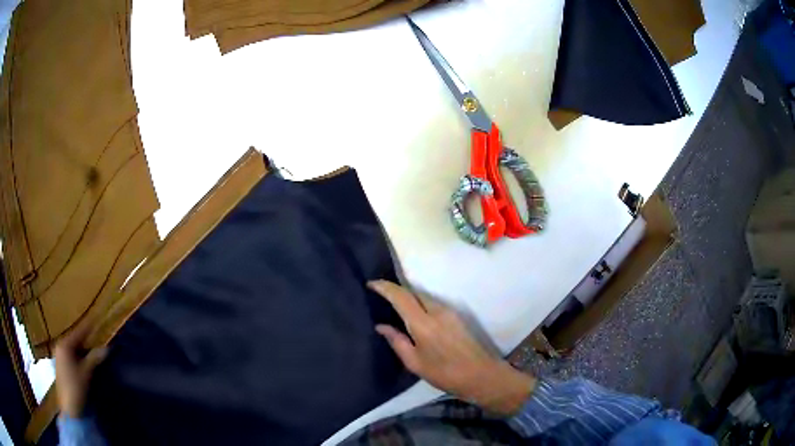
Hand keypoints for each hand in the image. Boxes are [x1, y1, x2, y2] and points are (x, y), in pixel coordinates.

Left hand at [55, 322, 106, 417]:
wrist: (69, 406)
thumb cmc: (76, 386)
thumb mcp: (86, 372)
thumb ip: (94, 358)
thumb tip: (106, 348)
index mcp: (64, 345)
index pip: (78, 333)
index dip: (87, 329)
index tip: (94, 321)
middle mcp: (60, 347)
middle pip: (74, 341)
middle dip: (84, 342)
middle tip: (94, 339)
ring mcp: (59, 357)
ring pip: (72, 350)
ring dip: (81, 351)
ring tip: (91, 352)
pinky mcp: (60, 366)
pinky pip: (70, 357)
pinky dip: (77, 358)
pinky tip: (83, 363)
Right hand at [369, 280, 535, 414]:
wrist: (481, 375)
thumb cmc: (445, 374)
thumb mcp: (415, 363)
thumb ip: (397, 341)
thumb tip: (381, 326)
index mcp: (423, 323)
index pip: (401, 297)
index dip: (384, 287)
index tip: (370, 284)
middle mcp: (437, 310)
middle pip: (413, 292)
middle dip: (396, 290)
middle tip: (380, 295)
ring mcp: (449, 311)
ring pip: (424, 296)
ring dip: (409, 296)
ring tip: (394, 304)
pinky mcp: (457, 316)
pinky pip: (433, 302)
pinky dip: (420, 303)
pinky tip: (414, 313)